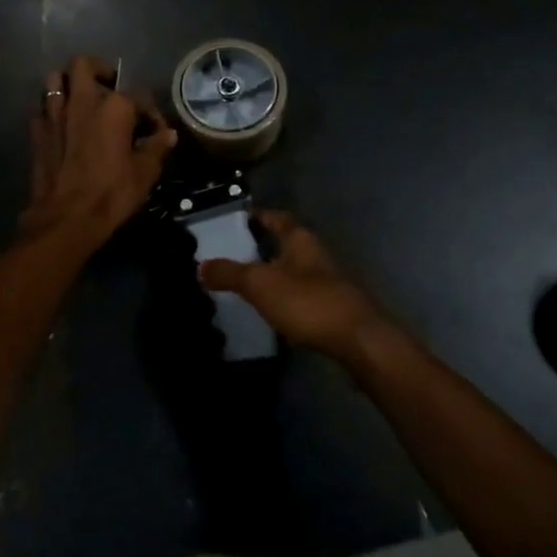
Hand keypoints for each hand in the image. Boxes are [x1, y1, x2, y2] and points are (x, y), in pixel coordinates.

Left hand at [20, 55, 176, 247]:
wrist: (65, 219)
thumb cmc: (111, 194)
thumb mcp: (144, 173)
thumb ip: (156, 147)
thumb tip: (168, 134)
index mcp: (114, 107)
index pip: (137, 95)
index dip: (149, 112)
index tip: (154, 130)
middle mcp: (82, 101)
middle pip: (83, 64)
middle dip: (98, 70)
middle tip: (108, 88)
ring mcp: (54, 114)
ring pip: (55, 79)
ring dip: (68, 84)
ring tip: (81, 101)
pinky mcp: (36, 132)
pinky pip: (42, 109)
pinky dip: (52, 112)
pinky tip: (62, 127)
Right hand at [199, 210, 387, 360]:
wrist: (356, 340)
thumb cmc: (307, 301)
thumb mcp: (260, 284)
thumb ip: (229, 273)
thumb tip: (200, 265)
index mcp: (300, 239)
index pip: (276, 217)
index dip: (256, 216)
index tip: (235, 220)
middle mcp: (314, 254)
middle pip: (284, 243)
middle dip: (260, 247)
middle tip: (230, 254)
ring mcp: (325, 282)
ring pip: (292, 270)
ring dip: (271, 273)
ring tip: (242, 283)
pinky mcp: (329, 308)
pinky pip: (299, 295)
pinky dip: (282, 297)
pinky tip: (267, 310)